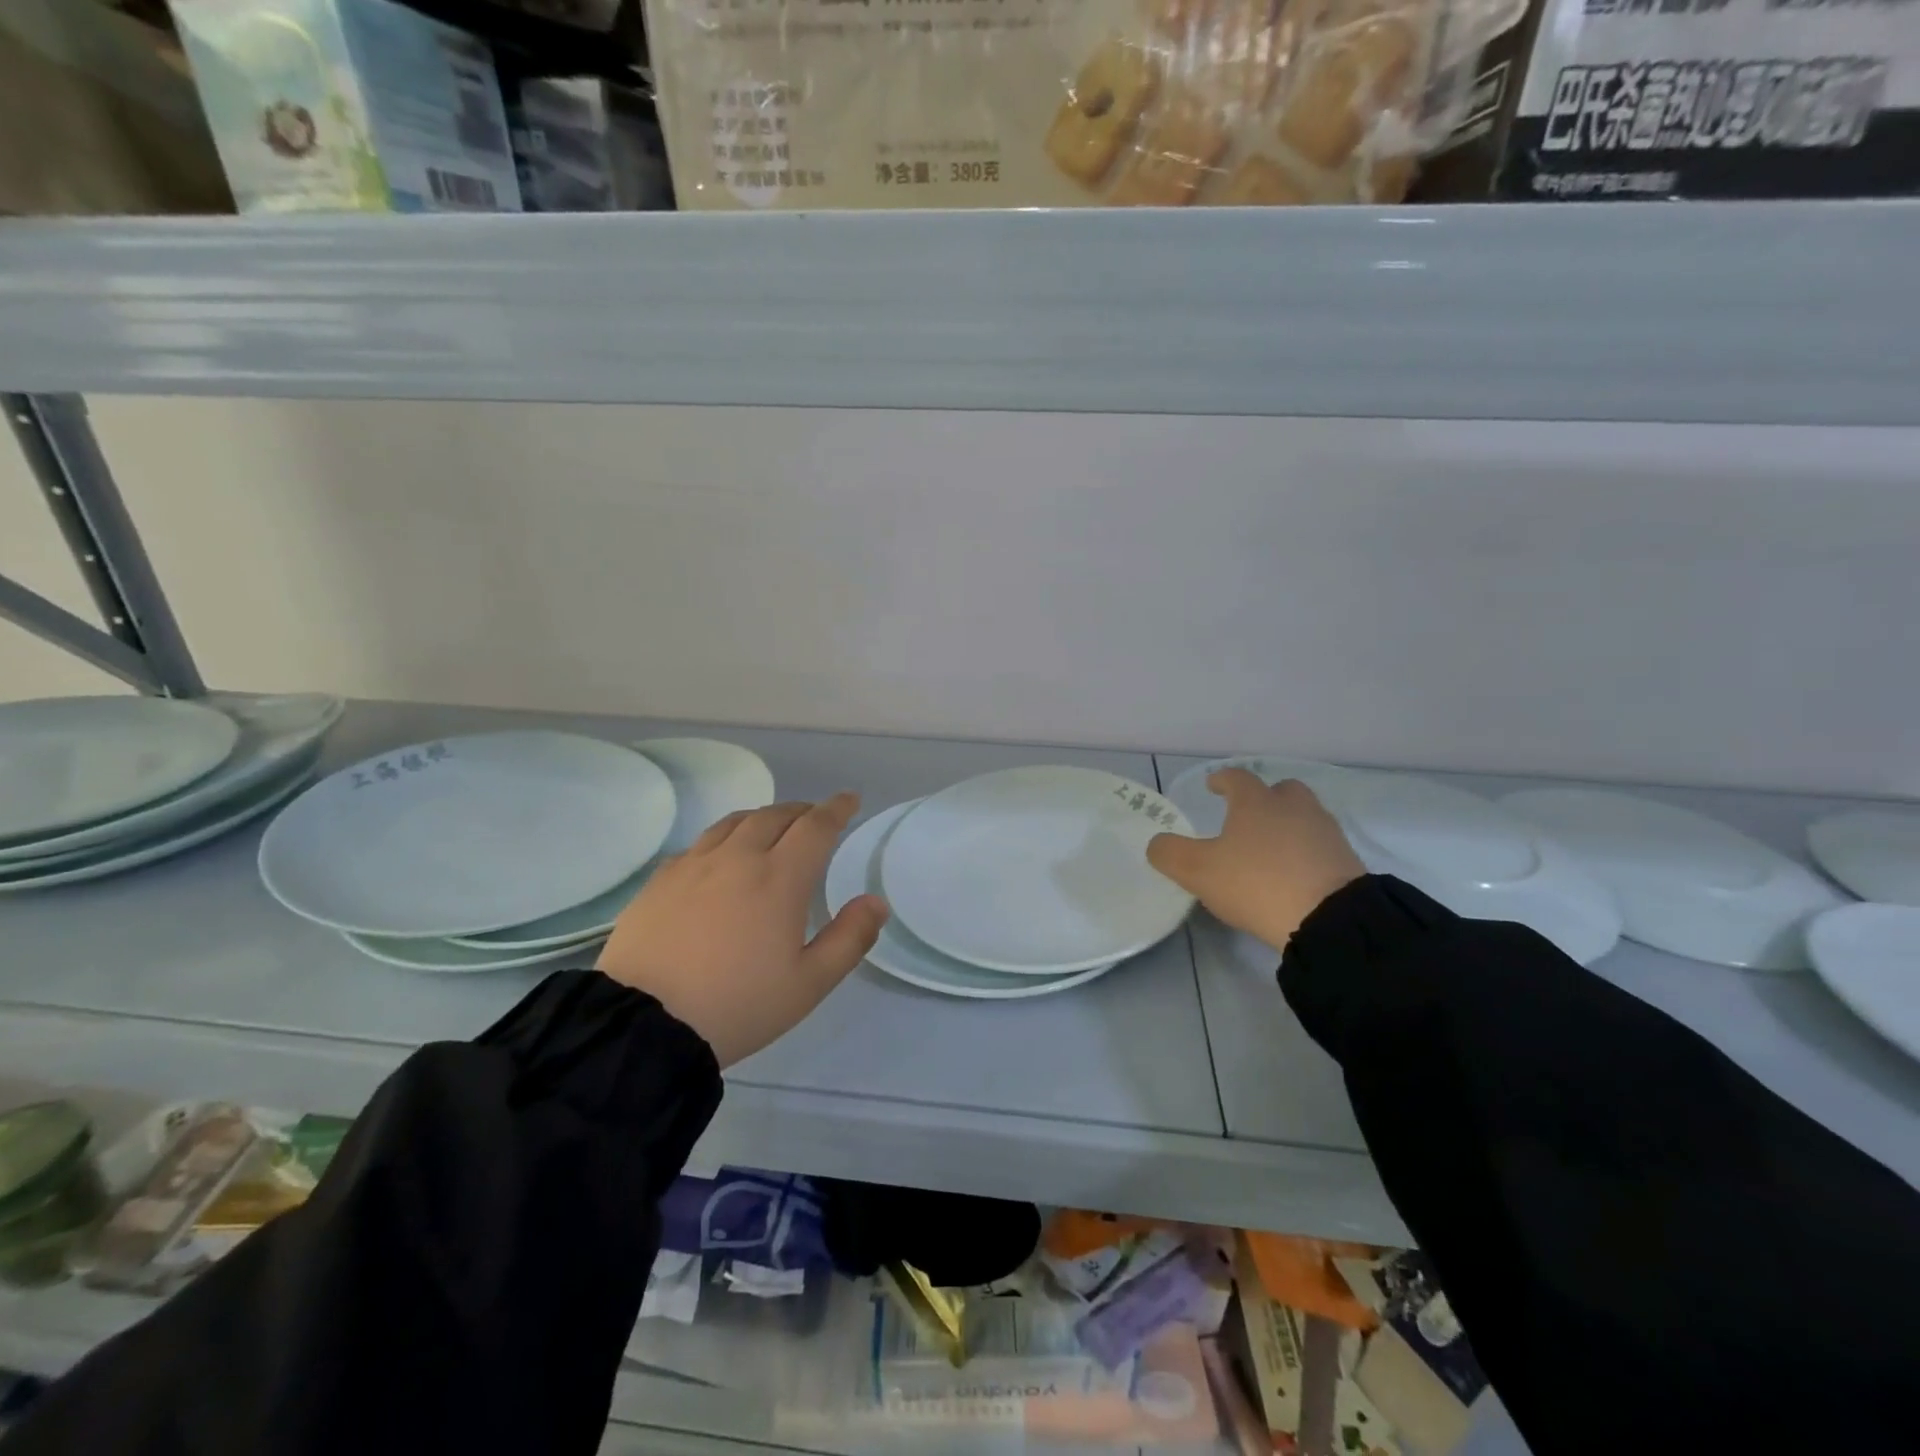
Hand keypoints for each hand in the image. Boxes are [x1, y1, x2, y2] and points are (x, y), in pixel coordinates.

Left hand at [597, 793, 887, 1066]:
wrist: (645, 1025)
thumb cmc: (739, 1005)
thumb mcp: (809, 983)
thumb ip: (850, 938)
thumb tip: (876, 901)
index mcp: (779, 878)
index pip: (816, 827)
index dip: (836, 809)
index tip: (850, 800)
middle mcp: (738, 858)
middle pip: (775, 816)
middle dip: (802, 811)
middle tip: (815, 818)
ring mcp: (694, 865)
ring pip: (735, 822)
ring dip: (762, 818)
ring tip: (772, 828)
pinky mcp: (661, 880)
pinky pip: (700, 844)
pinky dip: (724, 838)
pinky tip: (721, 857)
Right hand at [1146, 769, 1364, 951]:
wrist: (1329, 919)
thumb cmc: (1256, 883)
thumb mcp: (1198, 872)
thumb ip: (1170, 854)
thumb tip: (1157, 844)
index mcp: (1256, 803)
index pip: (1238, 778)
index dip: (1222, 780)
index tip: (1213, 785)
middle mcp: (1294, 808)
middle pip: (1282, 790)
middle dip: (1265, 798)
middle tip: (1250, 815)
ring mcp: (1325, 833)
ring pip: (1305, 816)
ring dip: (1289, 825)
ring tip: (1273, 848)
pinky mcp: (1347, 862)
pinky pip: (1321, 846)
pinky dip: (1307, 851)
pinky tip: (1296, 872)